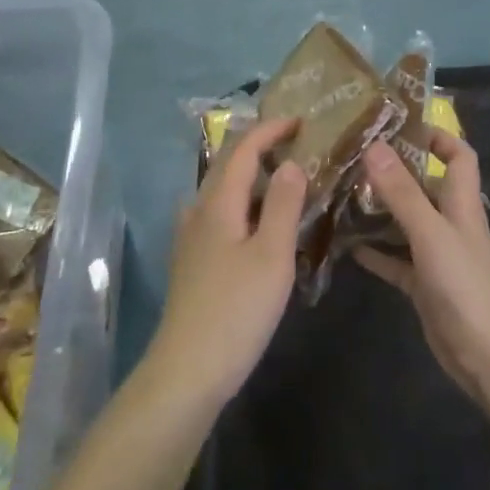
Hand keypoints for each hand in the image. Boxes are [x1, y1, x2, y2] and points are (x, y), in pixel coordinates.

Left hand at [144, 116, 306, 406]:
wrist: (188, 370)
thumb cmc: (236, 309)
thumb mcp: (272, 254)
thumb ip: (282, 204)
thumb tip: (291, 162)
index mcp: (218, 203)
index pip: (242, 149)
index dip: (270, 129)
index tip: (301, 120)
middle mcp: (198, 212)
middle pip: (227, 166)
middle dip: (261, 149)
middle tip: (299, 147)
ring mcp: (191, 238)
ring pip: (222, 192)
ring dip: (252, 178)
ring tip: (285, 182)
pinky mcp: (192, 262)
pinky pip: (220, 215)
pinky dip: (243, 205)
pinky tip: (259, 225)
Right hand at [355, 131, 489, 401]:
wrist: (487, 356)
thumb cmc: (464, 286)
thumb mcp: (430, 233)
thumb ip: (402, 192)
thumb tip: (374, 145)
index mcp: (461, 204)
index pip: (459, 155)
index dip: (437, 135)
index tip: (398, 125)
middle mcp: (451, 223)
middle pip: (426, 185)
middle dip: (394, 170)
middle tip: (352, 157)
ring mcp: (437, 255)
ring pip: (406, 221)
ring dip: (380, 209)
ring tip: (342, 193)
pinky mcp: (424, 284)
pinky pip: (396, 259)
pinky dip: (375, 251)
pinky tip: (347, 246)